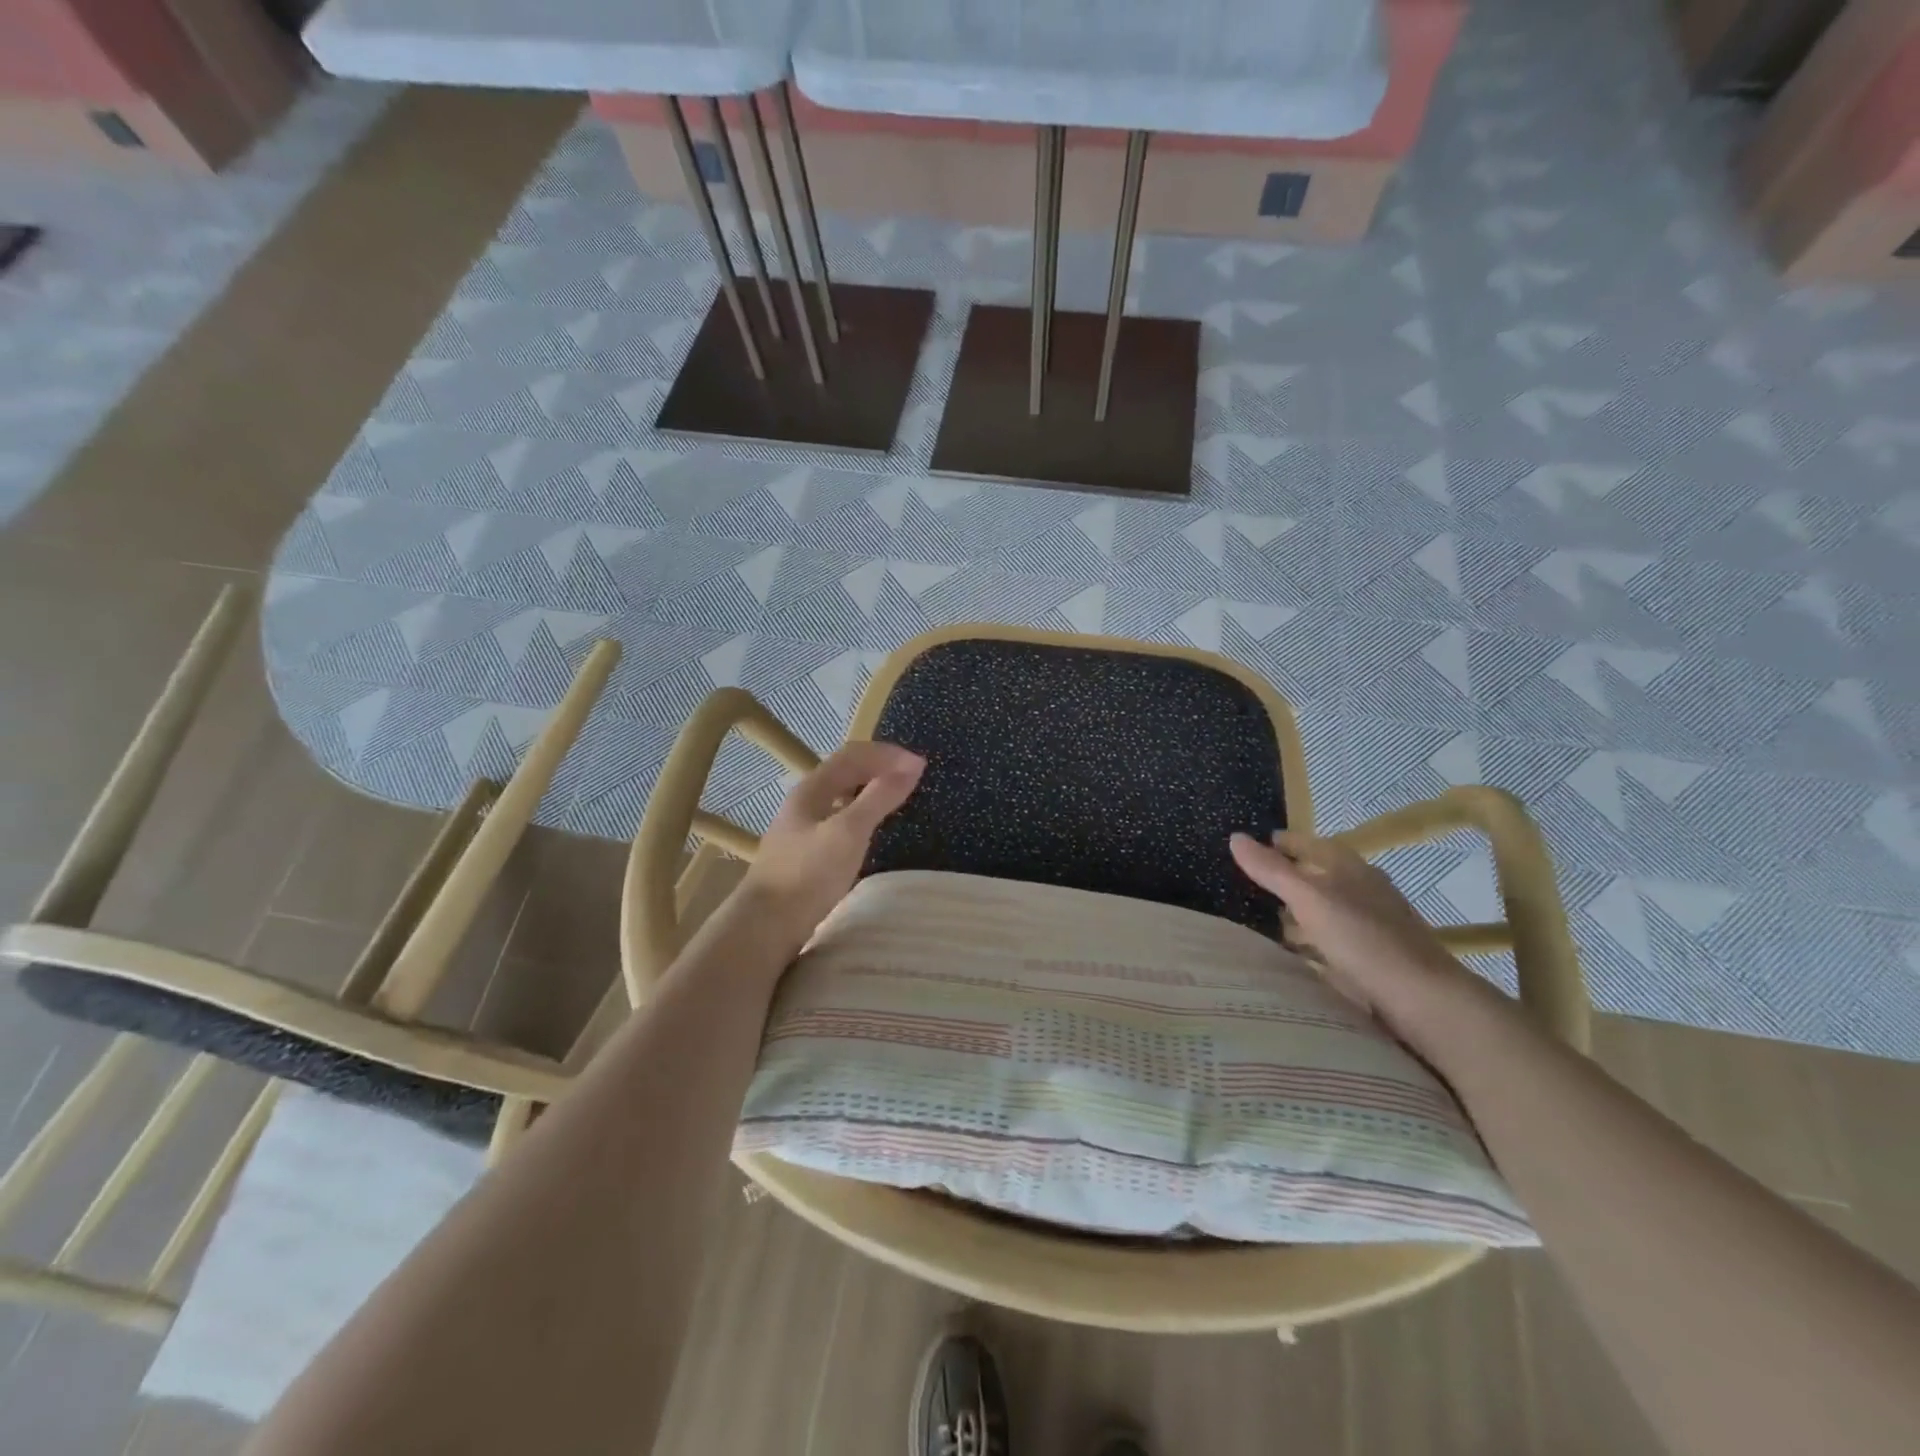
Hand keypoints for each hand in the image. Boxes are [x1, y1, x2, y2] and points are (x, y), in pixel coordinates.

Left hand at [736, 741, 924, 950]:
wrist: (766, 926)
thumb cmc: (808, 874)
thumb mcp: (849, 832)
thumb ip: (879, 797)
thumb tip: (911, 766)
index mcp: (812, 789)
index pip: (853, 755)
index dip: (887, 754)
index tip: (920, 765)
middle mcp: (804, 802)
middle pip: (845, 772)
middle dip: (880, 767)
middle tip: (912, 777)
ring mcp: (802, 829)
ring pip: (841, 796)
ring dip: (870, 790)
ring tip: (897, 798)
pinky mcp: (805, 854)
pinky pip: (839, 819)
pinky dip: (862, 814)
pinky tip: (870, 831)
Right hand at [1229, 830, 1491, 1040]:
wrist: (1423, 999)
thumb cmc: (1363, 938)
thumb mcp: (1309, 898)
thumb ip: (1271, 870)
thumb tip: (1235, 837)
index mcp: (1352, 869)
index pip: (1312, 845)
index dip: (1285, 843)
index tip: (1257, 843)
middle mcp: (1365, 891)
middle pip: (1321, 876)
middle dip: (1290, 876)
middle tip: (1253, 880)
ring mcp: (1373, 926)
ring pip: (1327, 909)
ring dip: (1300, 910)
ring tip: (1265, 918)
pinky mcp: (1375, 958)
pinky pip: (1332, 940)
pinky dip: (1312, 940)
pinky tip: (1296, 953)